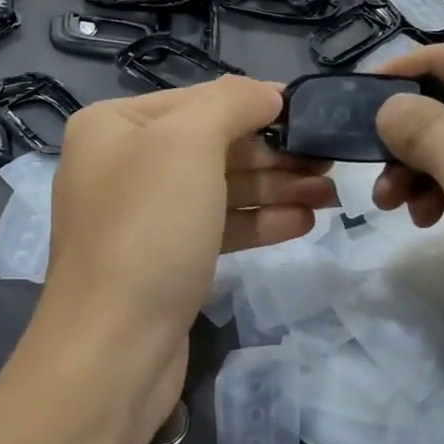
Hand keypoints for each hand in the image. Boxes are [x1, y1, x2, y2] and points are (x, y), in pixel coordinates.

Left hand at [35, 77, 334, 438]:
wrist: (113, 350)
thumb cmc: (148, 230)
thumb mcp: (188, 143)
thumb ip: (231, 103)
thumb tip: (268, 93)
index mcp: (114, 125)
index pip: (200, 100)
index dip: (258, 105)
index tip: (312, 116)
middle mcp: (123, 163)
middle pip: (212, 145)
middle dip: (274, 154)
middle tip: (330, 162)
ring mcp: (142, 216)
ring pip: (219, 188)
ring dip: (276, 188)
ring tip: (329, 194)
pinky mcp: (163, 259)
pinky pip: (216, 226)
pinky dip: (258, 222)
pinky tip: (302, 222)